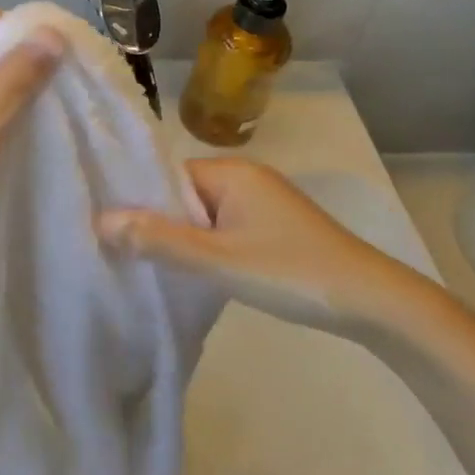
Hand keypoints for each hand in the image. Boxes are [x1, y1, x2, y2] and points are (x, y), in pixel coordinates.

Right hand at [97, 157, 448, 338]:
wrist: (374, 302)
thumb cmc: (291, 272)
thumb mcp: (218, 259)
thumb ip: (159, 240)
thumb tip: (101, 221)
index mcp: (231, 172)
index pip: (167, 176)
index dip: (138, 200)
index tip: (108, 228)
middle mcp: (246, 179)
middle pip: (183, 196)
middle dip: (157, 223)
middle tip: (120, 253)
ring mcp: (262, 205)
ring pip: (204, 217)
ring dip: (181, 239)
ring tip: (146, 266)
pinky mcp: (274, 230)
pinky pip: (224, 230)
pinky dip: (206, 248)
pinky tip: (191, 273)